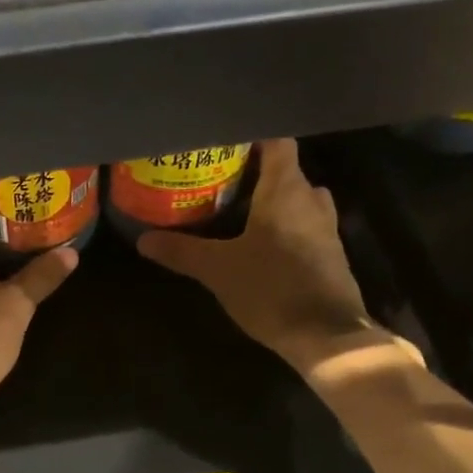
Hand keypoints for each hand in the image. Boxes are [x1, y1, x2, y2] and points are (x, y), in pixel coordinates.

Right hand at [138, 139, 416, 377]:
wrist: (325, 335)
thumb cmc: (271, 289)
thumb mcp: (218, 270)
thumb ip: (182, 252)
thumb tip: (143, 240)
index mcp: (286, 189)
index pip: (276, 142)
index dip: (252, 138)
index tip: (224, 144)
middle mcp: (311, 199)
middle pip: (285, 171)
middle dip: (256, 173)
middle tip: (221, 182)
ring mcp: (326, 227)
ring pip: (297, 200)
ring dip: (272, 202)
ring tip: (238, 212)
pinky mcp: (330, 254)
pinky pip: (304, 226)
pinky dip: (284, 227)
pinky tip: (261, 245)